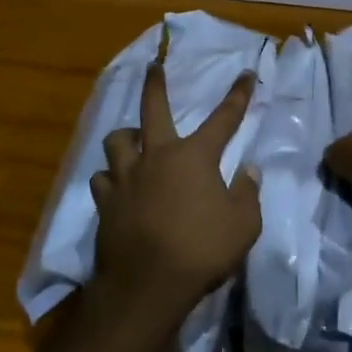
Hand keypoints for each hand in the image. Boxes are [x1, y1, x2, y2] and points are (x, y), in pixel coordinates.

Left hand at [90, 63, 260, 326]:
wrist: (147, 285)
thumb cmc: (202, 251)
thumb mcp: (243, 225)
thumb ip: (247, 193)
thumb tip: (249, 169)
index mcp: (195, 156)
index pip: (224, 117)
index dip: (238, 94)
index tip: (246, 73)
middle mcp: (158, 155)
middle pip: (153, 108)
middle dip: (155, 84)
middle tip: (152, 67)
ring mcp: (127, 177)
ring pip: (117, 140)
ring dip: (126, 137)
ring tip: (131, 140)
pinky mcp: (106, 201)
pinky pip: (103, 178)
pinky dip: (110, 177)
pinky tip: (115, 185)